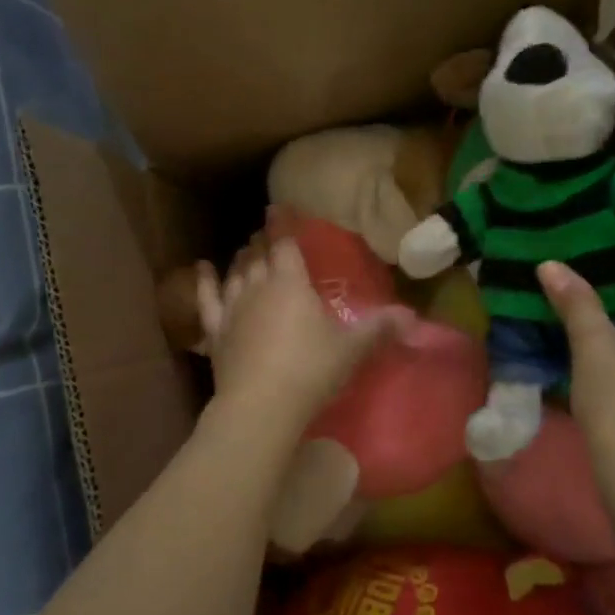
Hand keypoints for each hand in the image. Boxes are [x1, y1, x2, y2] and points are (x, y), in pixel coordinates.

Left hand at [196, 239, 412, 426]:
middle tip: (266, 234)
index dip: (284, 225)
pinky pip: (206, 299)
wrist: (261, 406)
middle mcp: (258, 287)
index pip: (286, 244)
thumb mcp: (352, 349)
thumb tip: (412, 316)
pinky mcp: (216, 332)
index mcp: (291, 283)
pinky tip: (201, 268)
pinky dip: (203, 282)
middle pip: (258, 256)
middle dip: (263, 242)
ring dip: (241, 259)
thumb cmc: (310, 370)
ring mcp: (233, 308)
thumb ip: (380, 328)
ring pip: (235, 274)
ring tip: (245, 250)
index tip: (279, 208)